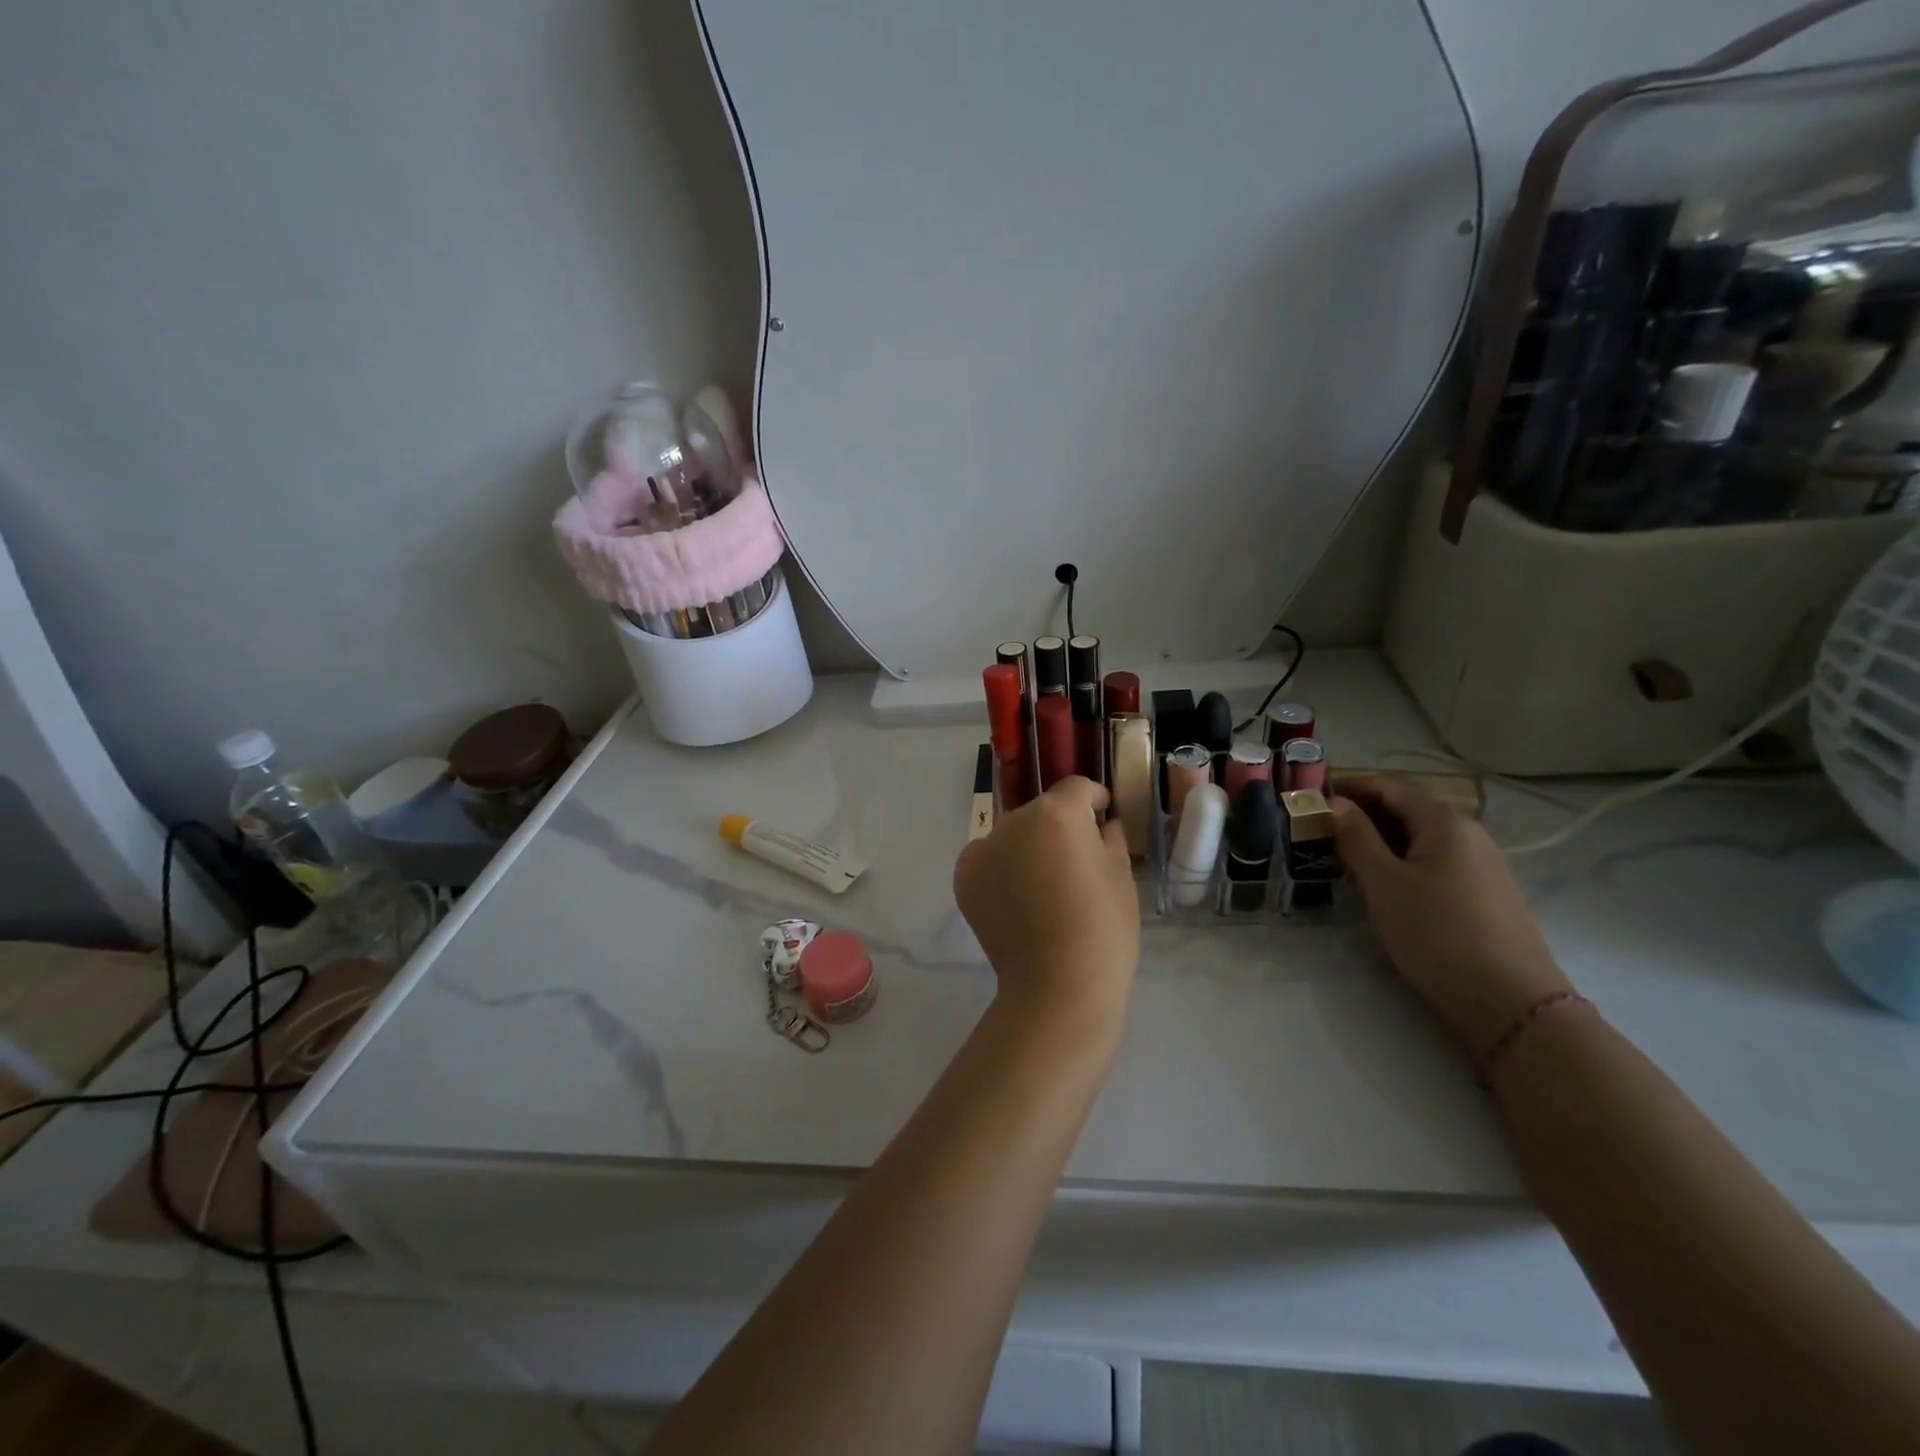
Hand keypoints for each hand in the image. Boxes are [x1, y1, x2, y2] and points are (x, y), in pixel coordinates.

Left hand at [954, 776, 1139, 1025]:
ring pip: (1013, 834)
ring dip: (1028, 846)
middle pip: (1042, 811)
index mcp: (1057, 812)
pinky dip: (1000, 867)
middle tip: (1075, 862)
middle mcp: (1014, 820)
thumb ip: (1110, 838)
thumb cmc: (1102, 926)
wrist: (1057, 984)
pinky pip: (987, 858)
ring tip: (1044, 884)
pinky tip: (1016, 896)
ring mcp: (984, 847)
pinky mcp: (964, 876)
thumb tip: (1103, 824)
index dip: (1094, 800)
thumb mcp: (1120, 875)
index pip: (1077, 788)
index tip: (1102, 818)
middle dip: (1059, 826)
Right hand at [1331, 775, 1571, 1054]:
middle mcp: (1468, 831)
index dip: (1348, 787)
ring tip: (1346, 858)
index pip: (1388, 786)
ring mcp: (1483, 861)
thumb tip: (1335, 803)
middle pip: (1407, 807)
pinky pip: (1437, 859)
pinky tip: (1387, 884)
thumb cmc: (1436, 933)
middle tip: (1322, 832)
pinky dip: (1404, 859)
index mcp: (1443, 820)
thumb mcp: (1383, 883)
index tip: (1312, 800)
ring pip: (1421, 836)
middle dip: (1362, 814)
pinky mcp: (1487, 890)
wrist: (1511, 1001)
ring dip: (1381, 838)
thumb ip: (1356, 837)